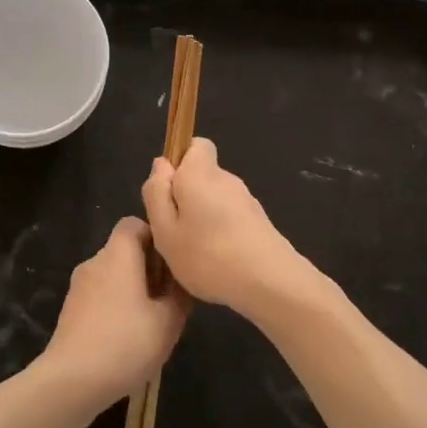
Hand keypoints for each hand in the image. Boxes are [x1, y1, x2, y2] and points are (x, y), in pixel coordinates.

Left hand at [39, 216, 190, 409]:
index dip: (155, 237)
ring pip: (112, 275)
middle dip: (148, 267)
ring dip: (133, 289)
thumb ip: (180, 295)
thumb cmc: (125, 343)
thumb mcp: (168, 321)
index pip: (134, 223)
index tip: (172, 263)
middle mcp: (95, 262)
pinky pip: (100, 296)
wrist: (71, 382)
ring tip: (151, 320)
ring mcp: (78, 287)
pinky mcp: (71, 311)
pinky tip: (128, 337)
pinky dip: (116, 306)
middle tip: (169, 297)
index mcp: (117, 255)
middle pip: (124, 250)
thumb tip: (181, 282)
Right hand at [142, 138, 321, 319]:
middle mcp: (227, 179)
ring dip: (203, 218)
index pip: (195, 145)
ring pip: (215, 199)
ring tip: (195, 253)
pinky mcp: (259, 222)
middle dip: (186, 197)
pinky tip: (217, 262)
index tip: (167, 193)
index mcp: (201, 174)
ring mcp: (247, 201)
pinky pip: (230, 218)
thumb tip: (162, 164)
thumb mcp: (165, 230)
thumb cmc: (208, 256)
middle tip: (174, 232)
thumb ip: (157, 193)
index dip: (179, 162)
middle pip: (202, 176)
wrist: (270, 282)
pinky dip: (221, 233)